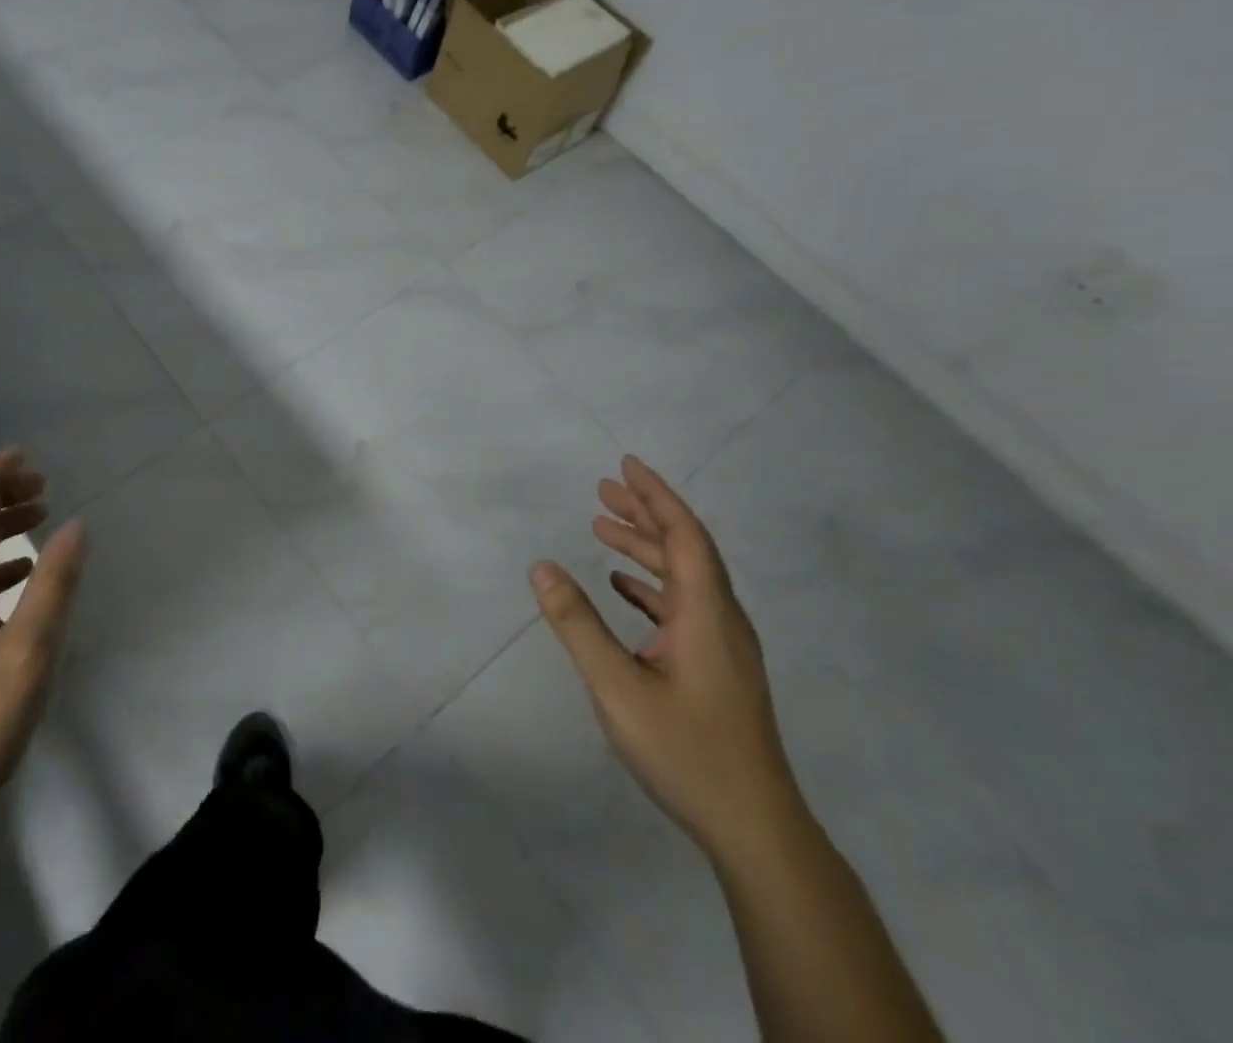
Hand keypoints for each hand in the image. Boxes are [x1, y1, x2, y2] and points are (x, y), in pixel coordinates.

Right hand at [531, 455, 800, 862]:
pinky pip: (684, 606)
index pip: (684, 535)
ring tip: (603, 529)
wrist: (756, 830)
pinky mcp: (718, 669)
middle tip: (603, 490)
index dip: (656, 496)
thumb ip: (577, 624)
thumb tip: (541, 567)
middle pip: (686, 549)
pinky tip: (624, 588)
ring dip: (646, 548)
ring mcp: (723, 647)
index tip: (626, 465)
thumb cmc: (686, 751)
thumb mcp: (617, 687)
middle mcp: (722, 620)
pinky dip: (652, 585)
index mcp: (706, 614)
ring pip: (685, 578)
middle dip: (645, 514)